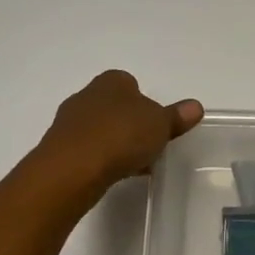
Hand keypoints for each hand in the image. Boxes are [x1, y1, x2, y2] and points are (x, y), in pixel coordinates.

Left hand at [38, 70, 202, 196]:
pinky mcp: (60, 148)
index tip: (155, 122)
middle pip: (114, 106)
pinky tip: (113, 173)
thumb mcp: (160, 125)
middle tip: (148, 143)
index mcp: (112, 81)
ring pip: (99, 128)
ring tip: (133, 163)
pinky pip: (87, 150)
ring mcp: (69, 122)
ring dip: (114, 142)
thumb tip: (195, 106)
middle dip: (129, 122)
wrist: (73, 168)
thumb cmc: (121, 135)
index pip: (130, 83)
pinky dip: (101, 159)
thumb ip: (176, 116)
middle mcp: (87, 95)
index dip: (144, 101)